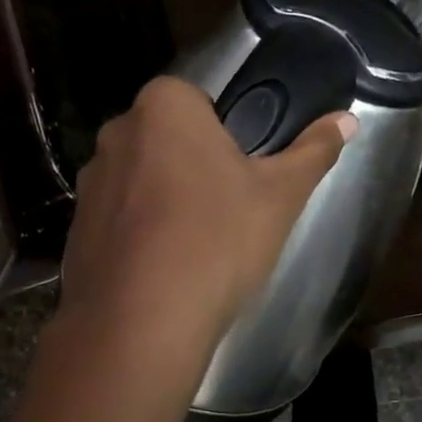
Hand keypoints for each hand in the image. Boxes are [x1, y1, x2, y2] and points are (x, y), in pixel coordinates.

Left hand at [60, 76, 354, 356]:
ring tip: (194, 246)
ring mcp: (89, 184)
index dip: (224, 133)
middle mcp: (116, 134)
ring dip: (162, 200)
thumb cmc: (217, 241)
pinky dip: (138, 236)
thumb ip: (313, 152)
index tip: (242, 173)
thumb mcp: (280, 196)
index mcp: (164, 107)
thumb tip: (347, 120)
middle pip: (166, 138)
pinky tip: (162, 270)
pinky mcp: (75, 231)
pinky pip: (117, 221)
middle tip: (225, 209)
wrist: (141, 323)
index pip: (198, 99)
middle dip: (192, 164)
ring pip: (139, 180)